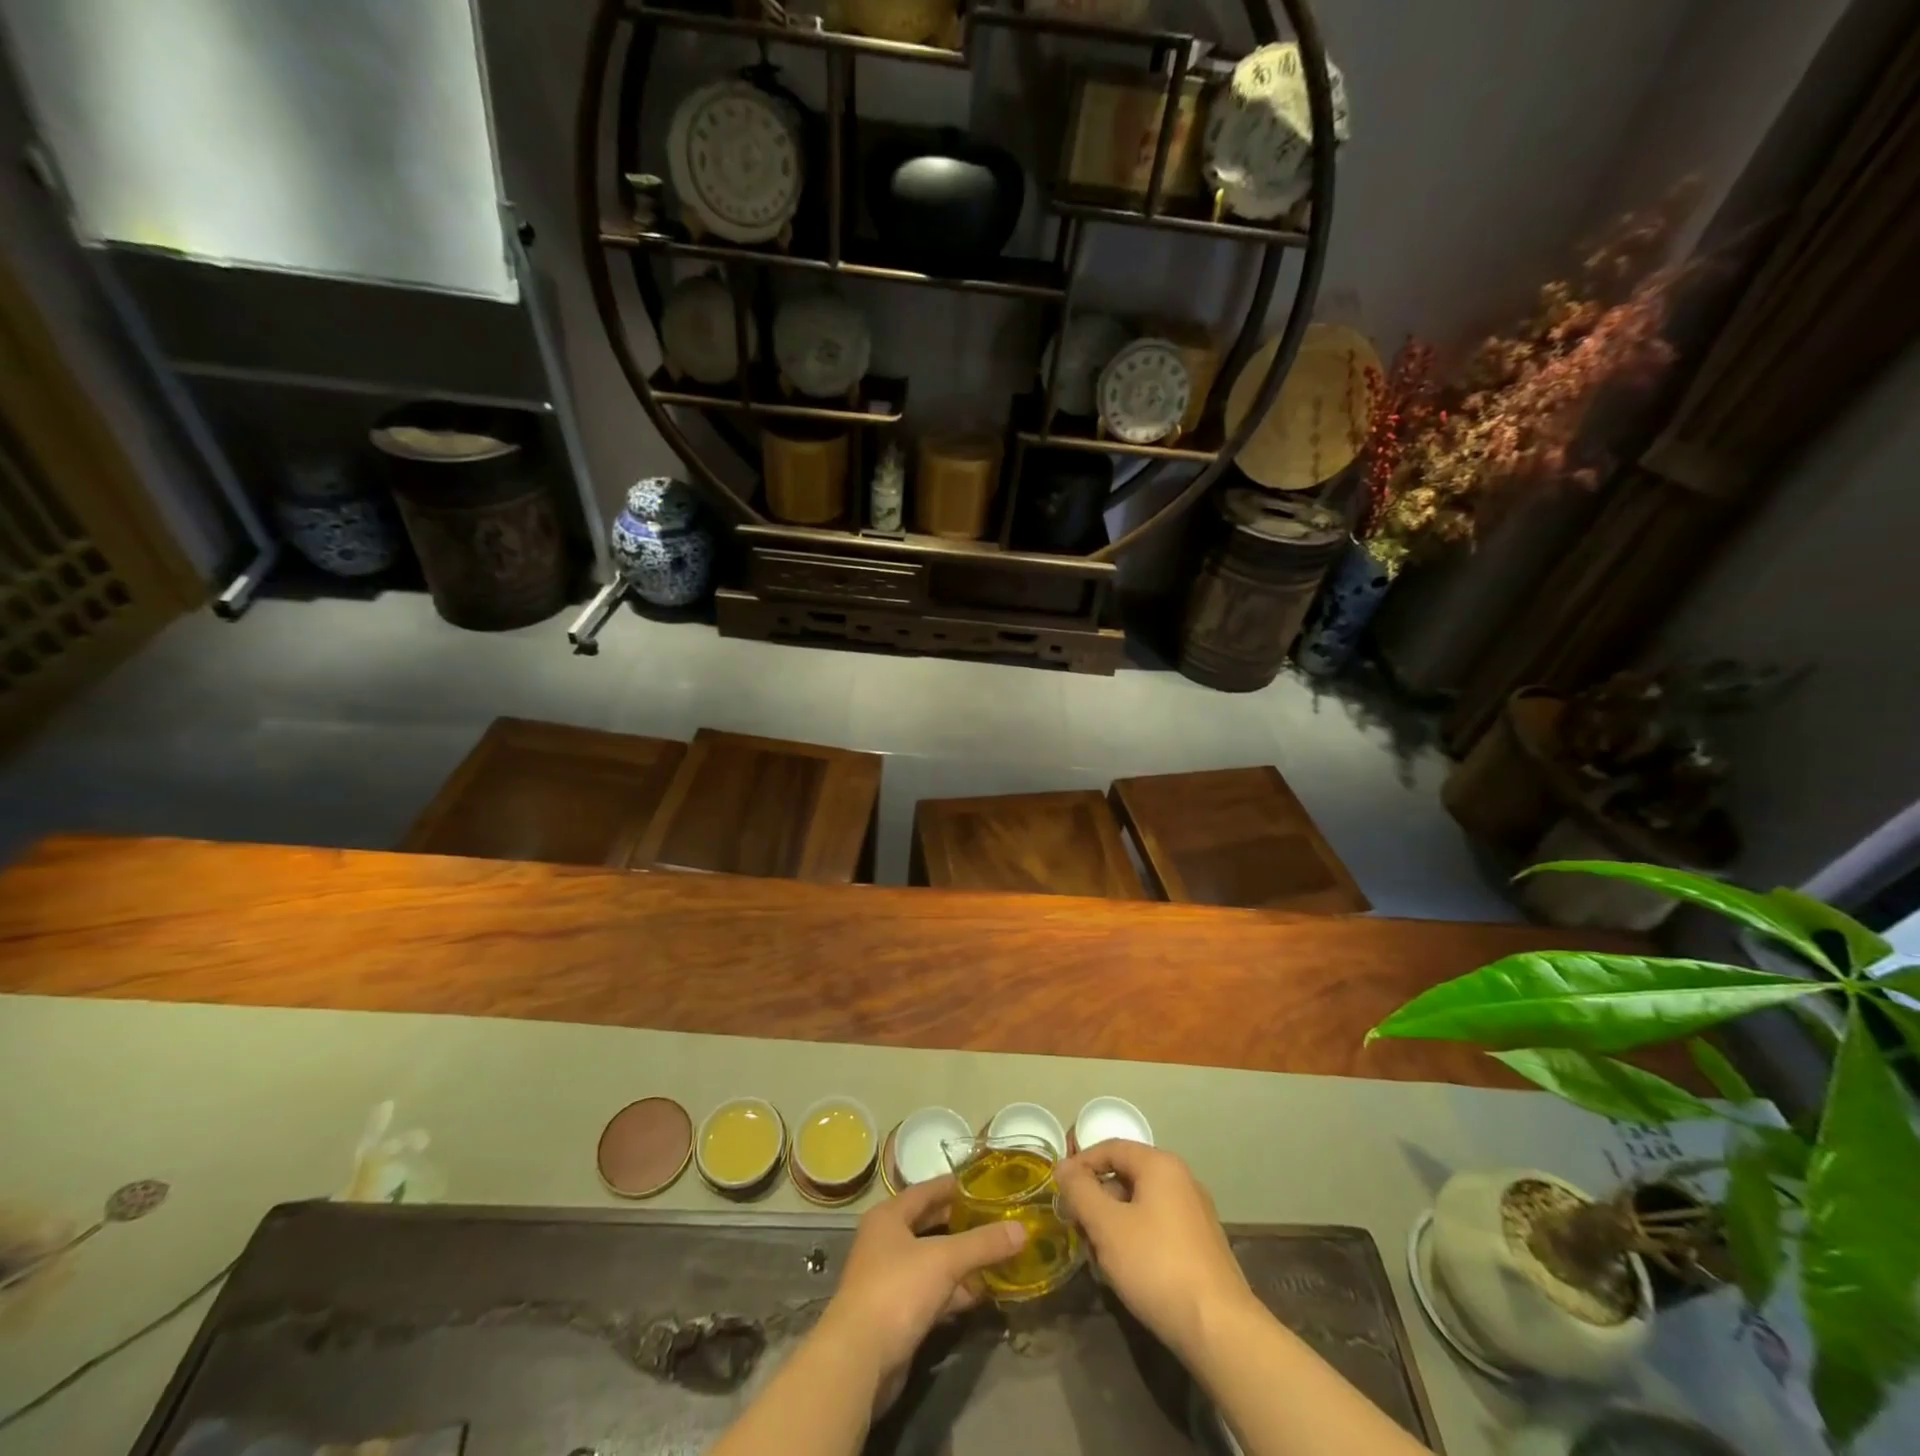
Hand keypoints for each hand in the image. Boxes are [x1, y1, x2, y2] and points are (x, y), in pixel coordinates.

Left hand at [815, 1176, 1026, 1403]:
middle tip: (999, 1218)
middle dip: (964, 1224)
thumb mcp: (944, 1260)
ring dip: (963, 1261)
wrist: (859, 1361)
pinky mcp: (899, 1314)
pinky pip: (934, 1292)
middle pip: (931, 1225)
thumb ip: (983, 1243)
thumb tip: (1022, 1229)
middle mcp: (887, 1242)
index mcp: (890, 1216)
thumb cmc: (897, 1290)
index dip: (957, 1186)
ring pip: (934, 1261)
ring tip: (1000, 1254)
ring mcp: (892, 1280)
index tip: (988, 1184)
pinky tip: (982, 1293)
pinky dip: (956, 1291)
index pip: (928, 1190)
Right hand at [1055, 1140, 1255, 1362]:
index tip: (1059, 1190)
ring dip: (1113, 1224)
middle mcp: (1181, 1180)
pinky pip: (1158, 1228)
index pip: (1110, 1148)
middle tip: (1076, 1228)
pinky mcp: (1201, 1246)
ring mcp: (1195, 1214)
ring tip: (1097, 1257)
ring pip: (1140, 1206)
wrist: (1219, 1329)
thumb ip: (1080, 1190)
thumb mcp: (1106, 1225)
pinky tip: (1125, 1272)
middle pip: (1125, 1177)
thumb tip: (1062, 1166)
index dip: (1080, 1164)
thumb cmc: (1156, 1265)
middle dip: (1096, 1201)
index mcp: (1160, 1165)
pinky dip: (1135, 1240)